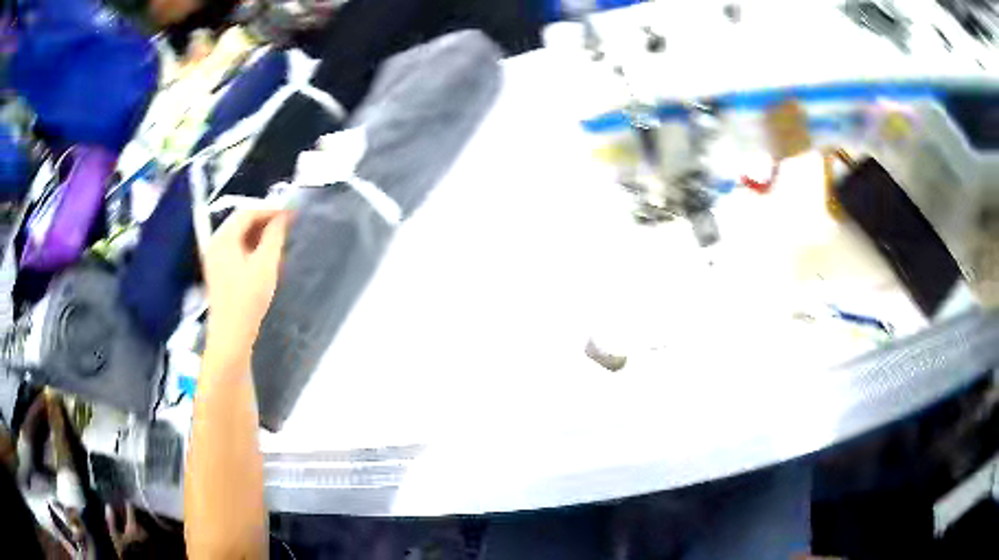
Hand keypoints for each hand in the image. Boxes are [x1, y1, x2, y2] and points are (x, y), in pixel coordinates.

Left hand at [203, 209, 291, 353]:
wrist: (231, 335)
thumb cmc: (248, 298)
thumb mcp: (266, 264)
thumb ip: (274, 236)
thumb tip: (283, 216)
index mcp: (223, 238)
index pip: (247, 212)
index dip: (270, 209)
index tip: (291, 213)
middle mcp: (215, 243)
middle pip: (240, 222)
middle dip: (264, 220)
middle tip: (286, 224)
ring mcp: (214, 258)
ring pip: (238, 236)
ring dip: (258, 233)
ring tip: (278, 238)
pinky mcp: (218, 271)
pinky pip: (235, 248)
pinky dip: (250, 246)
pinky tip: (264, 255)